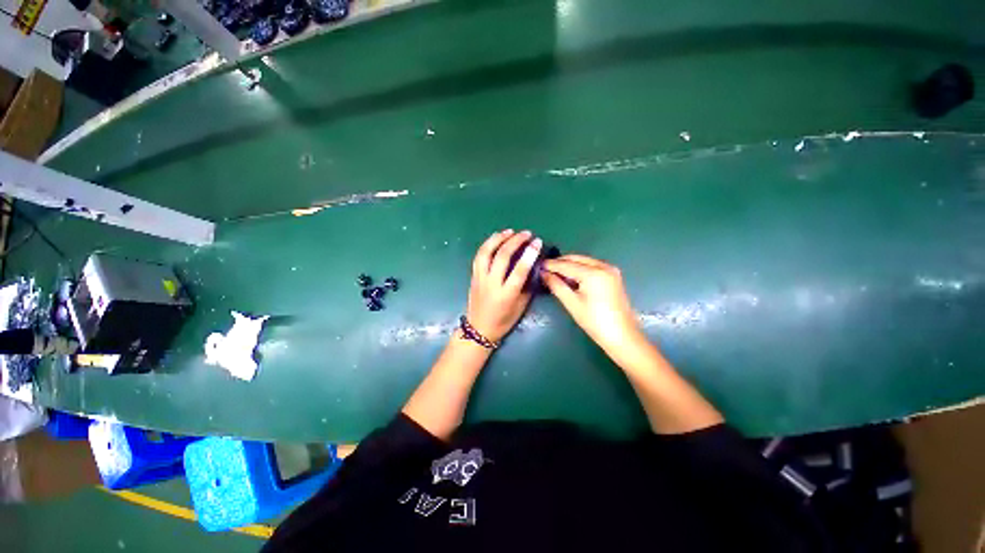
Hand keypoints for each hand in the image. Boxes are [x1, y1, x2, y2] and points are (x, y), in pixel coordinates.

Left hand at [466, 230, 541, 342]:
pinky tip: (496, 238)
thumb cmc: (504, 321)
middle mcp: (491, 284)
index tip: (537, 242)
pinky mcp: (473, 276)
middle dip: (515, 241)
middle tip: (526, 233)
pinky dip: (488, 244)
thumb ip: (527, 286)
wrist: (479, 329)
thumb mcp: (521, 306)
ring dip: (498, 238)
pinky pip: (479, 256)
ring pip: (486, 252)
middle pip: (502, 257)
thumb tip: (532, 266)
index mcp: (506, 295)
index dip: (529, 254)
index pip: (519, 270)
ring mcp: (480, 278)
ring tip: (510, 231)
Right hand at [542, 255, 644, 353]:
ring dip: (570, 265)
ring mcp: (611, 270)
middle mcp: (603, 266)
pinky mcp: (613, 276)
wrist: (623, 337)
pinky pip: (592, 266)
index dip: (551, 265)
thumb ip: (557, 285)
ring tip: (555, 273)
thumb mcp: (572, 303)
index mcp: (593, 273)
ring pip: (584, 261)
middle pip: (576, 259)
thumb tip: (544, 274)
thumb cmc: (595, 322)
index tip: (538, 265)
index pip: (566, 264)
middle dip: (560, 262)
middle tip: (545, 269)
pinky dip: (580, 268)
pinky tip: (570, 276)